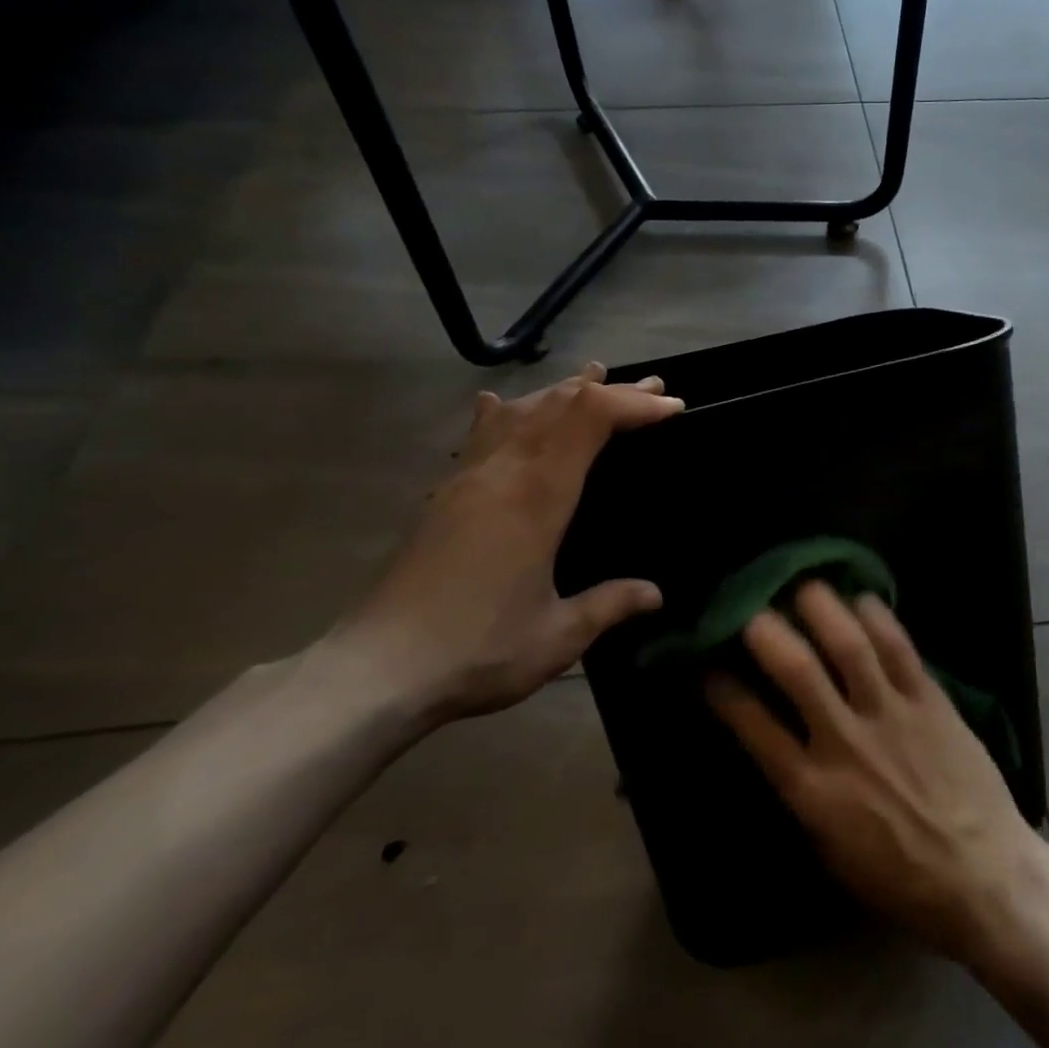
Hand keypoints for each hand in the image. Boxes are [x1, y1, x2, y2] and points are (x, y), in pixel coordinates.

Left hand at [323, 363, 682, 723]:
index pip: (589, 419)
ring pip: (522, 410)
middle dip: (612, 391)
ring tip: (594, 378)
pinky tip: (501, 402)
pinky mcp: (445, 493)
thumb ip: (610, 605)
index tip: (672, 407)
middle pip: (561, 404)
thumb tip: (656, 594)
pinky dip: (506, 410)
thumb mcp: (558, 635)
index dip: (633, 404)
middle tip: (653, 389)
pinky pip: (482, 432)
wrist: (377, 670)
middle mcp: (503, 471)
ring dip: (564, 390)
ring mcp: (469, 477)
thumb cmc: (478, 650)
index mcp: (538, 495)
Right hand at [707, 583, 1041, 960]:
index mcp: (813, 790)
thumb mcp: (832, 851)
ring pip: (850, 645)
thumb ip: (803, 793)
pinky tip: (861, 596)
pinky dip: (877, 616)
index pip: (754, 727)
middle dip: (767, 631)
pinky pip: (900, 647)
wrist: (983, 878)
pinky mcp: (930, 700)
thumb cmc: (900, 878)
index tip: (708, 666)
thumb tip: (779, 746)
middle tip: (752, 609)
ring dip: (821, 608)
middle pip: (798, 670)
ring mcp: (891, 715)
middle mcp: (846, 742)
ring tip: (804, 584)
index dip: (724, 691)